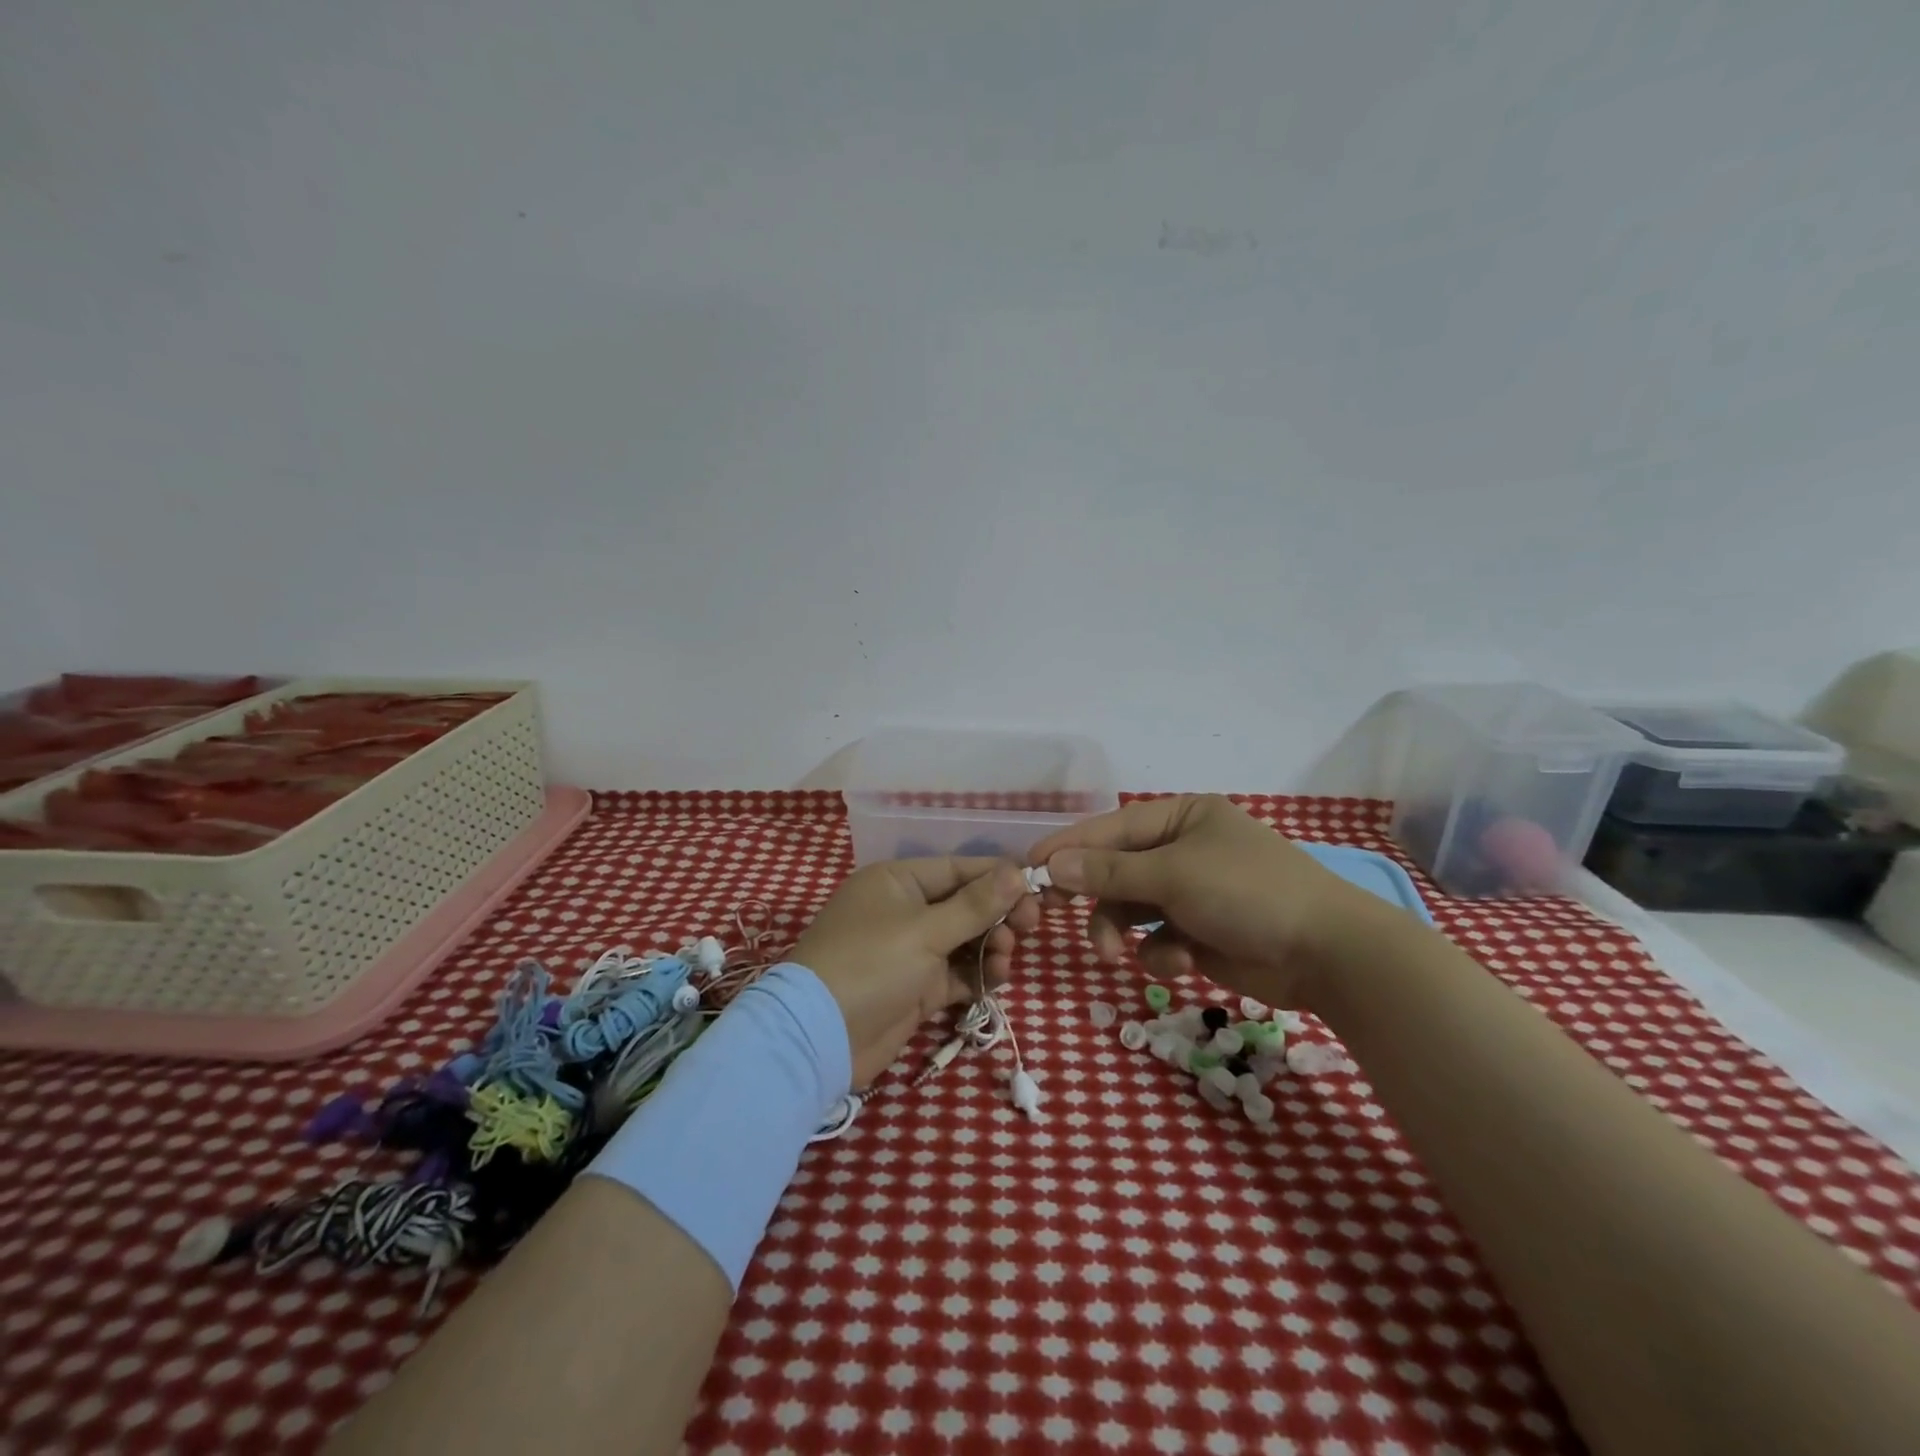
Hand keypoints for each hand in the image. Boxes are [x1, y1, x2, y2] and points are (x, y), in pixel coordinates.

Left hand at [790, 858, 1037, 1087]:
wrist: (820, 1038)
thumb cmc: (872, 965)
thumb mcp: (926, 931)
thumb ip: (976, 904)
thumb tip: (1018, 871)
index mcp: (898, 881)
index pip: (958, 868)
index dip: (998, 877)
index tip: (1036, 888)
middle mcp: (904, 909)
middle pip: (965, 903)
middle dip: (998, 915)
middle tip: (1029, 927)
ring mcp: (910, 950)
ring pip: (965, 940)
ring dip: (990, 946)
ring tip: (1004, 960)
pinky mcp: (916, 987)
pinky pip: (957, 972)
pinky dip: (977, 975)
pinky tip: (994, 981)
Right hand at [1030, 794, 1384, 1009]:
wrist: (1327, 954)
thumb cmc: (1246, 892)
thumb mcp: (1173, 875)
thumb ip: (1109, 871)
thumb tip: (1052, 864)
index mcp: (1181, 818)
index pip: (1111, 827)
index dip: (1069, 846)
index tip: (1028, 866)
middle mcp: (1184, 849)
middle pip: (1117, 869)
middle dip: (1094, 896)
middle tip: (1054, 914)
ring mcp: (1193, 893)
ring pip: (1131, 908)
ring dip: (1119, 929)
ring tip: (1114, 954)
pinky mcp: (1201, 933)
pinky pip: (1158, 937)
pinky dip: (1162, 950)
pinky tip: (1182, 960)